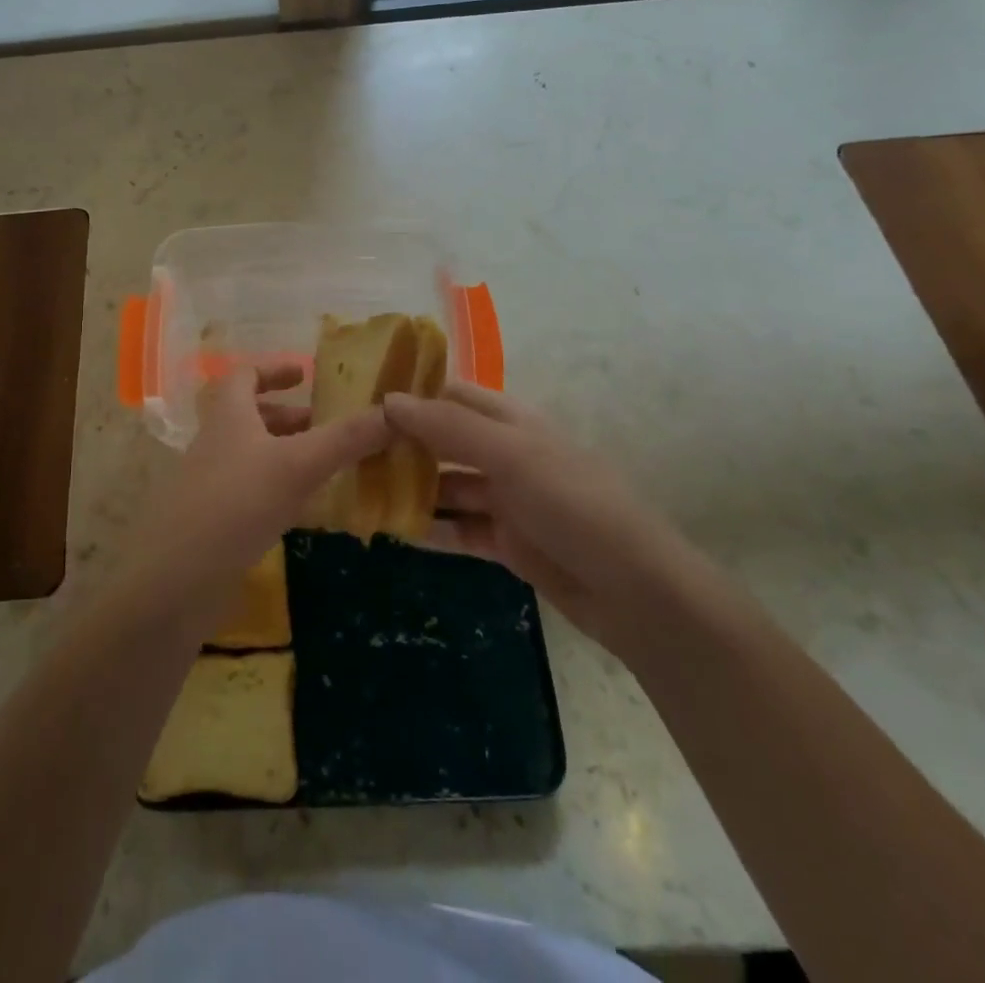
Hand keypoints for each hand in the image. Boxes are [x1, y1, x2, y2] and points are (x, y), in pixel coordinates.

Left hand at [116, 363, 389, 621]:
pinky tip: (301, 509)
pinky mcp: (211, 521)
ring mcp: (208, 484)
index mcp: (227, 416)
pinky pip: (248, 491)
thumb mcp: (297, 466)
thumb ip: (345, 439)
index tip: (305, 375)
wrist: (175, 581)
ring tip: (323, 466)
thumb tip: (394, 411)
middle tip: (325, 425)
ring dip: (283, 452)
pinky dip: (275, 488)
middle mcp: (214, 443)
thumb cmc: (236, 504)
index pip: (244, 375)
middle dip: (288, 416)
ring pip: (249, 454)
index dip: (273, 369)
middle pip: (248, 415)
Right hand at [385, 382, 692, 650]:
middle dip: (403, 444)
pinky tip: (394, 530)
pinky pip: (459, 529)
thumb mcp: (511, 456)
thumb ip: (449, 427)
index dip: (412, 394)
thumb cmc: (573, 504)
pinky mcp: (508, 543)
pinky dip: (430, 528)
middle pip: (445, 441)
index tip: (361, 401)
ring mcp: (507, 500)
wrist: (636, 591)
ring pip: (448, 487)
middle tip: (348, 452)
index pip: (452, 394)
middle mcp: (507, 454)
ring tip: (360, 492)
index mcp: (512, 421)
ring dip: (412, 488)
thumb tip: (389, 399)